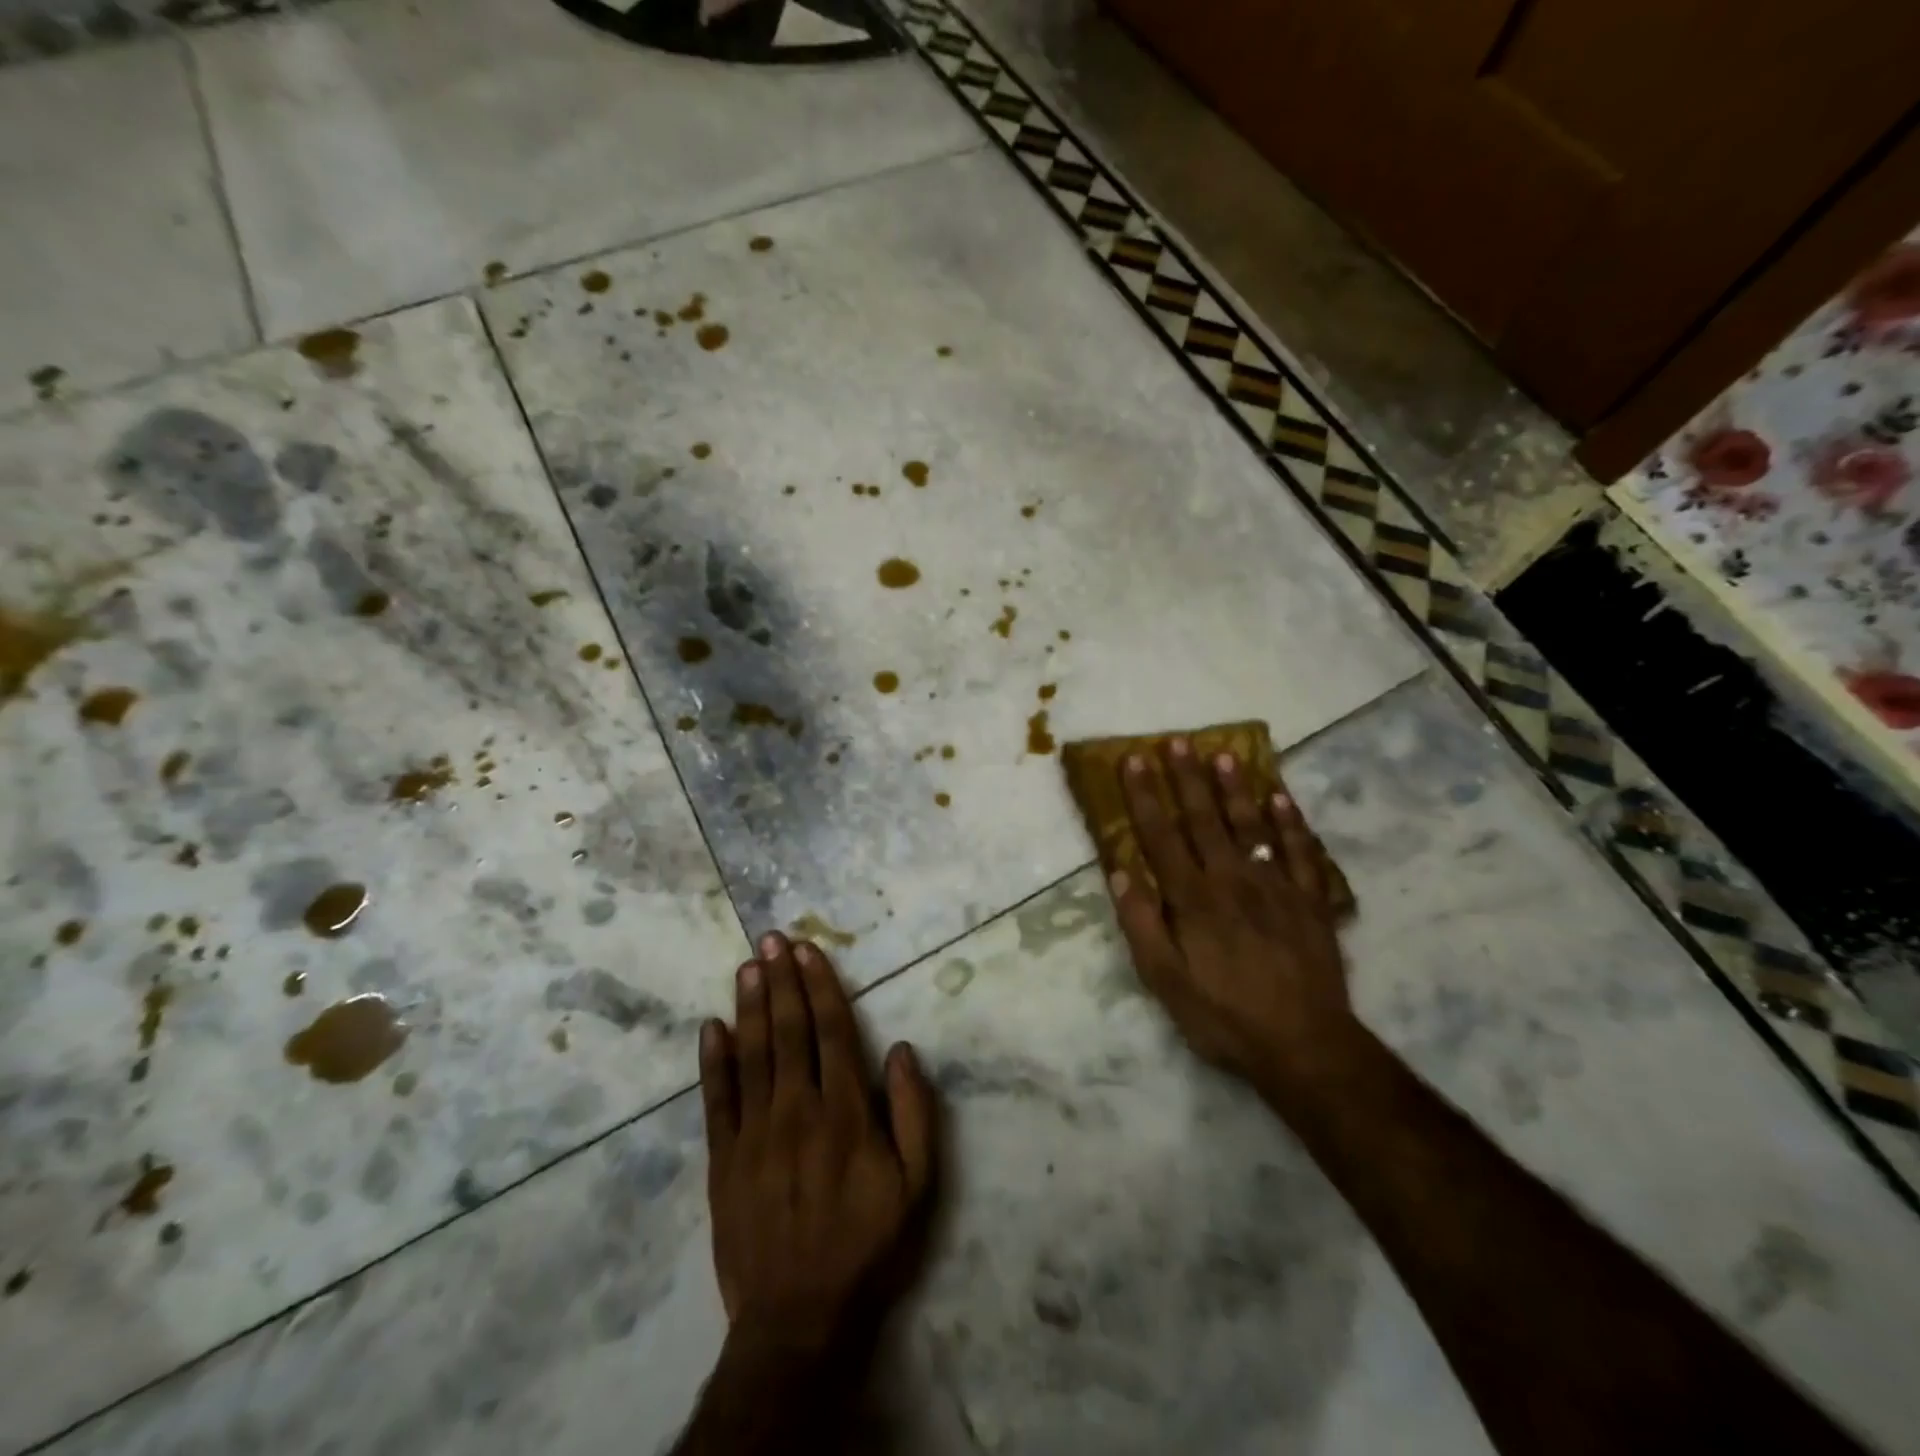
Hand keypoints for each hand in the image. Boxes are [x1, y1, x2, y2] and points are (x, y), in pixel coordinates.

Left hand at [699, 932, 937, 1352]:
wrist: (799, 1315)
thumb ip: (914, 1112)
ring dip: (750, 1006)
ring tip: (747, 966)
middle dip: (781, 980)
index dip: (820, 986)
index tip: (808, 950)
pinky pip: (716, 1100)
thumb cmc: (867, 1244)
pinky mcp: (723, 1159)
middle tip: (771, 939)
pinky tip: (711, 1027)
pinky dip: (712, 1061)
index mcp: (845, 1111)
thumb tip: (900, 1050)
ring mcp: (755, 1133)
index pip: (832, 1031)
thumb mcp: (917, 1185)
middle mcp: (797, 1109)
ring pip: (752, 1054)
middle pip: (789, 1031)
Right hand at [1106, 739, 1358, 1102]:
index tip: (1135, 761)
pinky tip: (1281, 797)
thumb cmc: (1224, 1016)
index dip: (1145, 797)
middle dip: (1188, 778)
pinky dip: (1291, 823)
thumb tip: (1119, 873)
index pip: (1162, 836)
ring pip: (1252, 825)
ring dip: (1236, 788)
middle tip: (1177, 741)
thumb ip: (1142, 925)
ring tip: (1224, 753)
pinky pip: (1301, 852)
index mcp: (1193, 899)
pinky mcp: (1310, 900)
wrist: (1305, 1045)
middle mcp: (1232, 880)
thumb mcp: (1165, 982)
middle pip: (1205, 820)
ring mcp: (1276, 886)